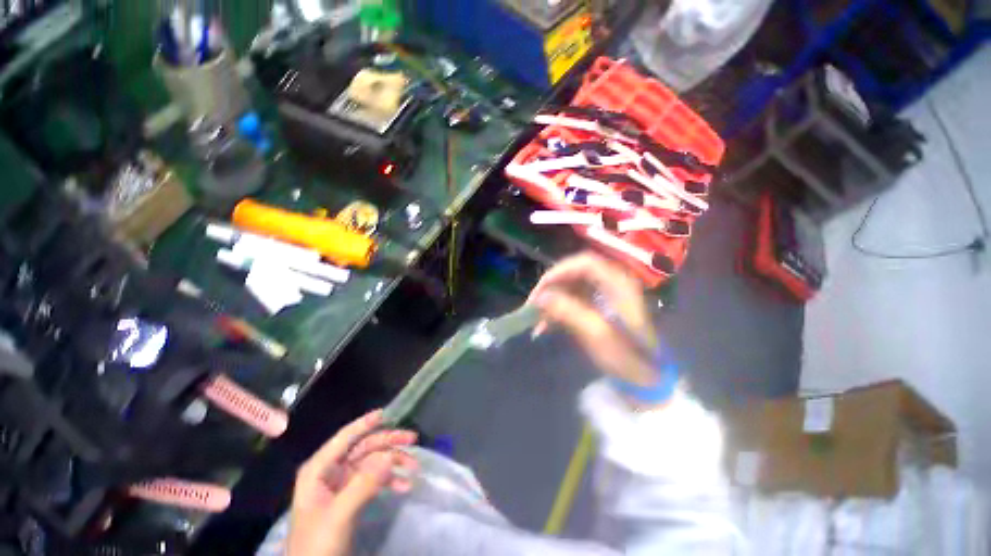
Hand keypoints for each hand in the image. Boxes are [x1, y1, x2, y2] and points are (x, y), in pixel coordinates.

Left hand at [286, 409, 417, 555]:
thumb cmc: (316, 544)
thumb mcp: (338, 515)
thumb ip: (362, 485)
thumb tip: (388, 455)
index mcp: (319, 469)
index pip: (344, 438)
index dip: (364, 424)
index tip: (386, 413)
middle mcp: (331, 472)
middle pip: (364, 448)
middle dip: (388, 443)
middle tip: (413, 440)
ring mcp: (342, 485)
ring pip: (372, 463)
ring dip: (394, 463)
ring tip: (415, 467)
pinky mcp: (351, 498)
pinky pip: (374, 481)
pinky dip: (390, 480)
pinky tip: (404, 486)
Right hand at [529, 253, 657, 387]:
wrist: (645, 378)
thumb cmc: (626, 355)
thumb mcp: (596, 333)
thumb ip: (568, 311)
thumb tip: (540, 297)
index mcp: (617, 283)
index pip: (584, 263)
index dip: (559, 271)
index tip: (540, 289)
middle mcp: (611, 282)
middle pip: (575, 273)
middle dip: (552, 286)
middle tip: (534, 302)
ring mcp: (604, 294)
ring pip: (571, 286)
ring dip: (552, 299)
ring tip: (536, 317)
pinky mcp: (597, 306)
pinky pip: (572, 300)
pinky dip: (557, 310)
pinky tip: (545, 325)